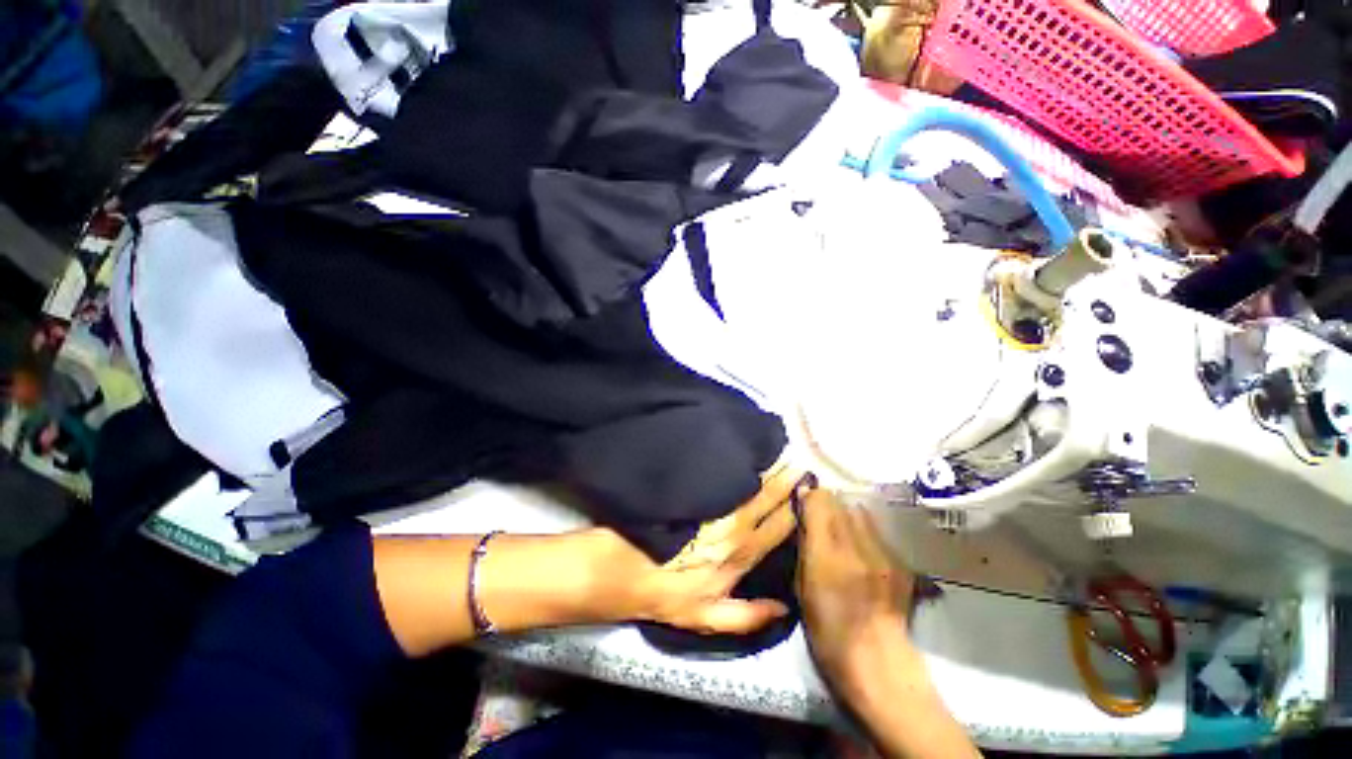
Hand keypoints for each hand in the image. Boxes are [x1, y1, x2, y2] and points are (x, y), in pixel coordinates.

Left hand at [597, 466, 801, 634]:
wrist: (629, 570)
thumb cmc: (669, 595)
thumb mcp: (708, 618)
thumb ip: (748, 616)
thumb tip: (784, 609)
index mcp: (741, 554)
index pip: (778, 527)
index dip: (795, 510)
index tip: (809, 492)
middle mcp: (733, 526)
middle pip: (766, 499)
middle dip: (785, 481)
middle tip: (800, 464)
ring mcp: (715, 507)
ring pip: (748, 485)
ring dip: (765, 469)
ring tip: (778, 452)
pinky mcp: (697, 495)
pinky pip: (723, 478)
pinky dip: (736, 466)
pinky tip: (743, 452)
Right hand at [796, 487, 915, 690]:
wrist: (877, 662)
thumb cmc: (826, 630)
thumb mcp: (801, 586)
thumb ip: (803, 545)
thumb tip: (803, 513)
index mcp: (826, 555)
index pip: (818, 500)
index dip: (808, 496)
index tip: (802, 502)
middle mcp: (856, 546)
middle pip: (839, 501)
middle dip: (826, 503)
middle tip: (818, 518)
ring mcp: (883, 553)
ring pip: (860, 511)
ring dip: (846, 514)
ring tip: (841, 532)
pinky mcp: (899, 561)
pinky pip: (877, 530)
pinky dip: (864, 531)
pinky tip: (861, 550)